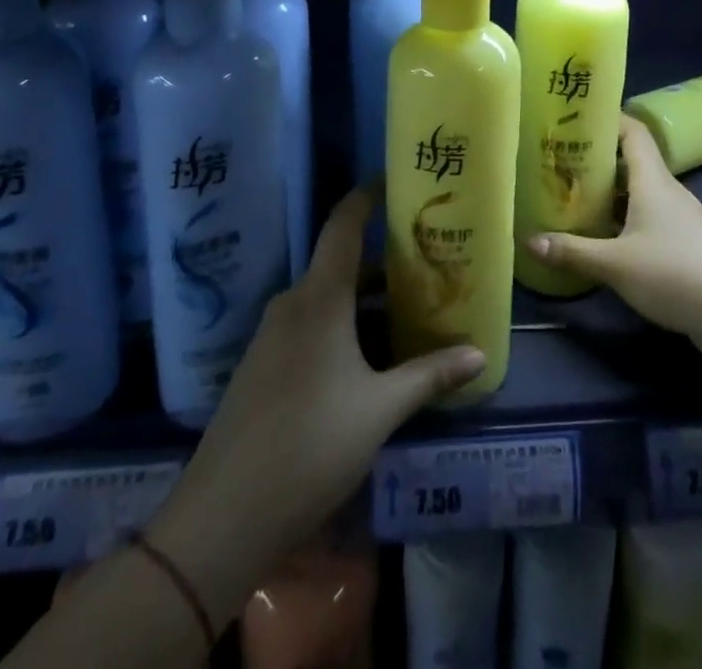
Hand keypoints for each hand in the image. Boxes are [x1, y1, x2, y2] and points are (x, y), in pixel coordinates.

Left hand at [145, 189, 483, 619]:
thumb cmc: (310, 446)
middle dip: (384, 264)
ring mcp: (271, 336)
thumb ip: (429, 376)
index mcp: (319, 298)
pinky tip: (367, 358)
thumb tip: (479, 354)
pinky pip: (309, 326)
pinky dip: (341, 326)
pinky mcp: (261, 366)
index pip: (343, 225)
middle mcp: (292, 304)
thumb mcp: (380, 410)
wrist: (222, 518)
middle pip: (341, 265)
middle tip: (428, 265)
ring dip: (364, 301)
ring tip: (408, 313)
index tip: (394, 183)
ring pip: (326, 299)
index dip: (366, 198)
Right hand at [528, 115, 701, 361]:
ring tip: (575, 198)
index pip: (632, 132)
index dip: (608, 119)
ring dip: (611, 193)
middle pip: (632, 162)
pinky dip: (626, 219)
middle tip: (561, 163)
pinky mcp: (687, 243)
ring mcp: (681, 217)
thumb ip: (573, 251)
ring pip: (640, 193)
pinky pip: (649, 218)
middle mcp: (668, 190)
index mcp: (652, 180)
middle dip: (598, 160)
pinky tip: (606, 237)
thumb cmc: (674, 273)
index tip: (577, 117)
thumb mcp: (616, 265)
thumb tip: (529, 240)